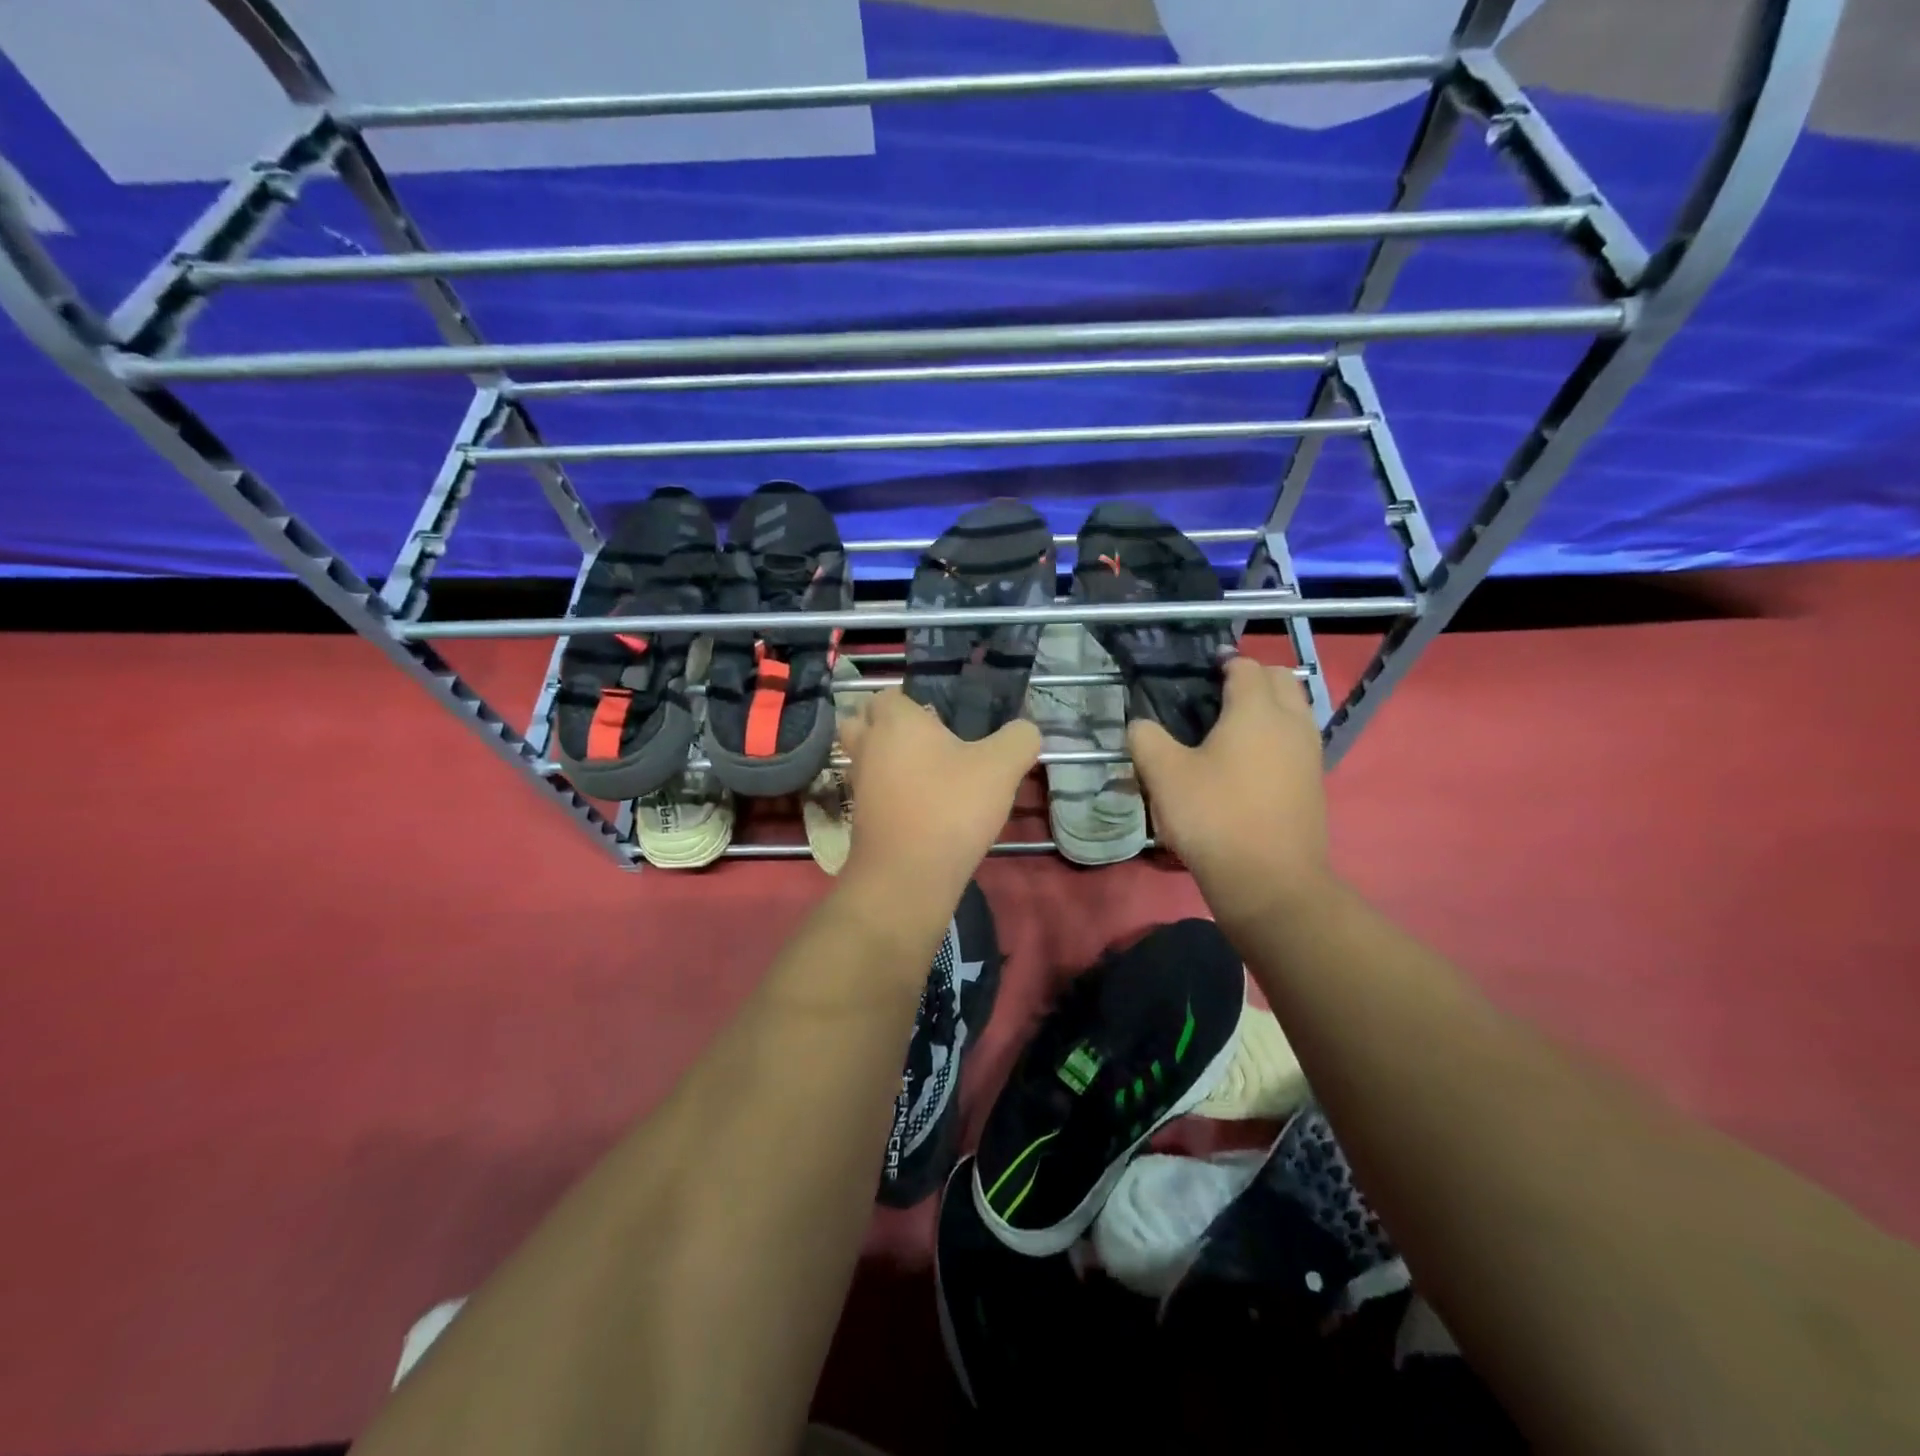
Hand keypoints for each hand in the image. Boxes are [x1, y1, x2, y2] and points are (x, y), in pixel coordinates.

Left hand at [839, 689, 1038, 908]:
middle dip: (886, 725)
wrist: (908, 875)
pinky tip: (923, 805)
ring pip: (865, 758)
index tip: (942, 718)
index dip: (913, 701)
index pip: (889, 695)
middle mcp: (868, 746)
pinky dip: (890, 792)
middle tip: (925, 739)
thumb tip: (1025, 730)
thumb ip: (1019, 739)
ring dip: (887, 760)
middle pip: (862, 722)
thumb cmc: (951, 807)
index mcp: (895, 721)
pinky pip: (872, 791)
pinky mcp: (860, 817)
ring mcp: (860, 783)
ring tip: (927, 772)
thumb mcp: (1001, 767)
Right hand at [1127, 656, 1331, 922]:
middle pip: (1279, 679)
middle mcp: (1291, 722)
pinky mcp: (1314, 782)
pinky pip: (1297, 740)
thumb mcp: (1164, 775)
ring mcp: (1310, 753)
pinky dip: (1277, 736)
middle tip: (1215, 697)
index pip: (1245, 666)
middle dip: (1251, 678)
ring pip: (1294, 710)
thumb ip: (1146, 739)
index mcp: (1256, 710)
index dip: (1222, 664)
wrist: (1269, 881)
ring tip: (1230, 730)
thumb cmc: (1214, 817)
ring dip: (1268, 707)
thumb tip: (1140, 725)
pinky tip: (1248, 763)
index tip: (1198, 675)